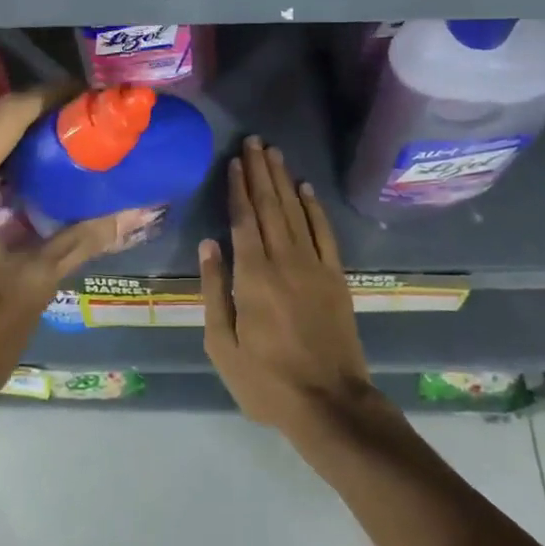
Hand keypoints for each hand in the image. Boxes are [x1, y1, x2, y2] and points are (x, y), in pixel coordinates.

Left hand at [0, 90, 116, 447]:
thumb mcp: (30, 289)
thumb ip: (80, 240)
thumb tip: (134, 210)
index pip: (5, 117)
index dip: (48, 97)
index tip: (90, 95)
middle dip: (35, 109)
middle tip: (85, 116)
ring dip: (13, 131)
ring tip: (65, 136)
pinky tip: (29, 172)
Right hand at [200, 137, 374, 438]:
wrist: (331, 404)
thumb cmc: (267, 380)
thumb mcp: (223, 345)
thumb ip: (214, 291)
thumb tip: (208, 244)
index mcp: (252, 276)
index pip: (243, 219)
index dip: (238, 187)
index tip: (234, 161)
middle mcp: (284, 260)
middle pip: (269, 206)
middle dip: (260, 171)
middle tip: (254, 141)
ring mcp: (314, 266)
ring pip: (295, 211)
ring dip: (283, 180)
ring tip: (274, 153)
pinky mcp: (336, 277)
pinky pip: (324, 233)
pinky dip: (315, 208)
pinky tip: (307, 188)